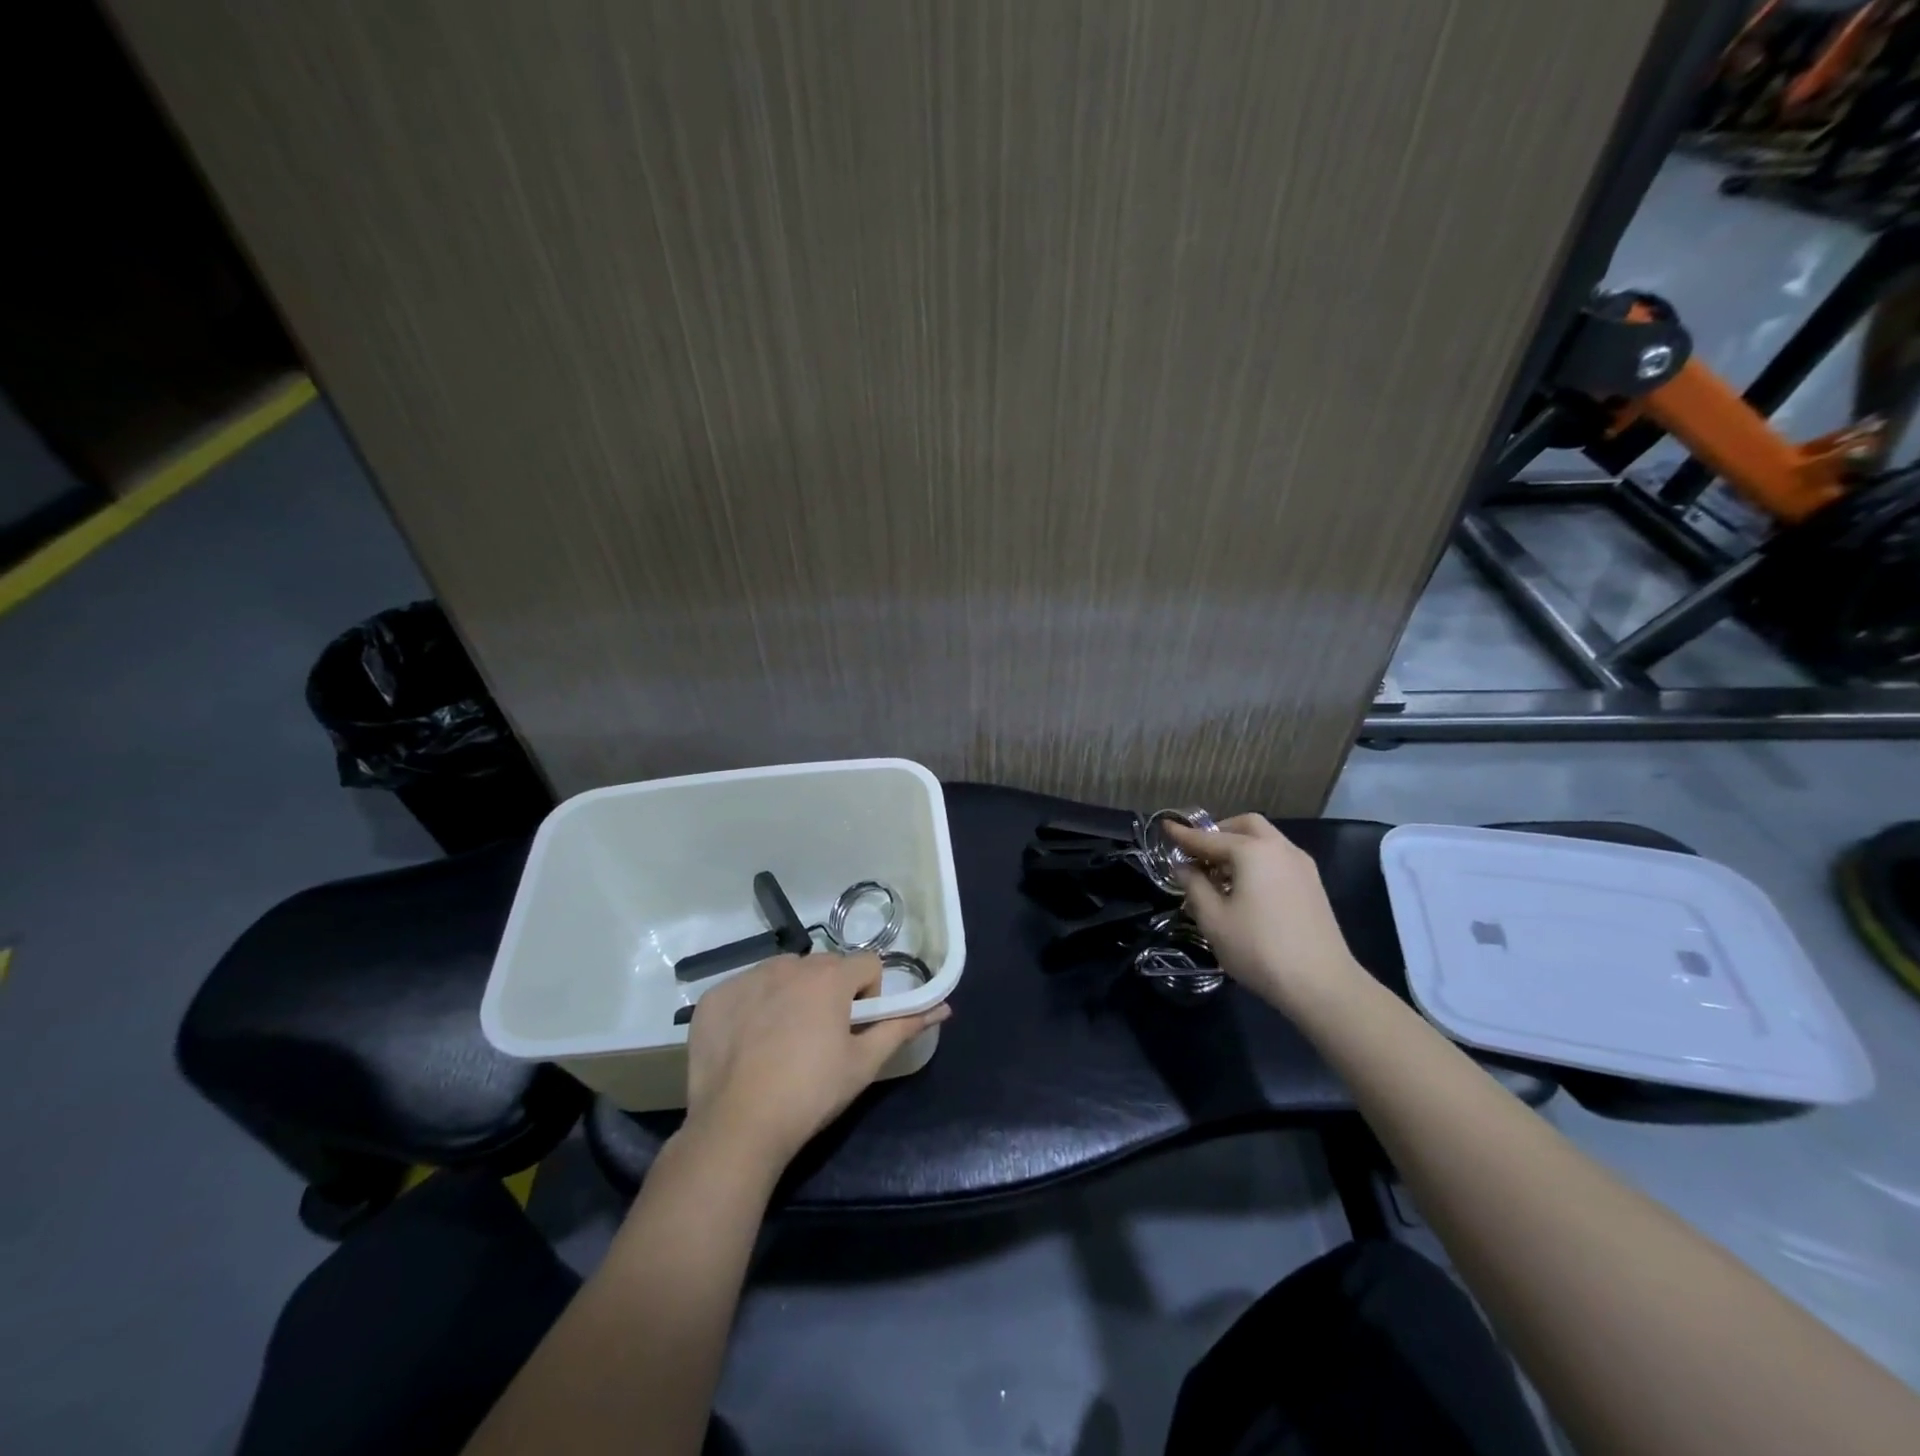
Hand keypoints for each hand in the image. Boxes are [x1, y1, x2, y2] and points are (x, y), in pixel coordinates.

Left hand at [682, 953, 949, 1172]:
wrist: (736, 1128)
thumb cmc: (810, 1094)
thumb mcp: (864, 1064)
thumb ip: (903, 1027)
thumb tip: (944, 1007)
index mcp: (829, 978)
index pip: (867, 964)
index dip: (869, 995)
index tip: (854, 1029)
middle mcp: (788, 966)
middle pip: (825, 967)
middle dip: (830, 994)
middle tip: (820, 1040)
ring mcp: (746, 978)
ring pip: (784, 974)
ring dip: (792, 995)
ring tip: (782, 1043)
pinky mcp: (715, 998)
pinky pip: (745, 989)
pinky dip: (752, 1008)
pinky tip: (747, 1045)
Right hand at [1166, 814, 1368, 1018]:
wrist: (1322, 985)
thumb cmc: (1259, 949)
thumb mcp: (1213, 920)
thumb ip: (1194, 886)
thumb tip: (1184, 867)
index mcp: (1252, 851)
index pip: (1208, 838)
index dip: (1183, 835)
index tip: (1165, 827)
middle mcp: (1280, 849)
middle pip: (1245, 826)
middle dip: (1218, 833)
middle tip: (1197, 853)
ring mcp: (1302, 866)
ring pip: (1266, 841)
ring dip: (1239, 847)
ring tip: (1218, 874)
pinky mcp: (1313, 885)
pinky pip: (1278, 858)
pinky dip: (1257, 861)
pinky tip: (1246, 888)